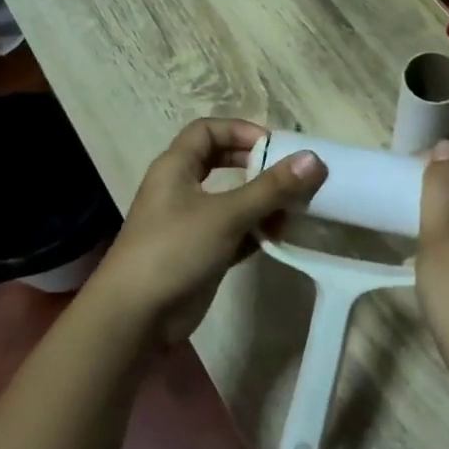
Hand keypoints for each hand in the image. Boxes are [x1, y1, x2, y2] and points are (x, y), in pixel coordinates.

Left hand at [90, 119, 323, 344]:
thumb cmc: (174, 250)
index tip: (273, 146)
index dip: (240, 130)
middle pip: (220, 161)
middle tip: (288, 174)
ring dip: (261, 201)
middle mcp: (180, 189)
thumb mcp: (226, 215)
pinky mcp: (199, 253)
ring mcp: (189, 223)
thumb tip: (314, 159)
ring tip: (293, 208)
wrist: (134, 318)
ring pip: (230, 199)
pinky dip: (255, 230)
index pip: (207, 130)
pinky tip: (280, 236)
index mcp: (175, 167)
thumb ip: (271, 188)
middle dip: (255, 165)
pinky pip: (233, 231)